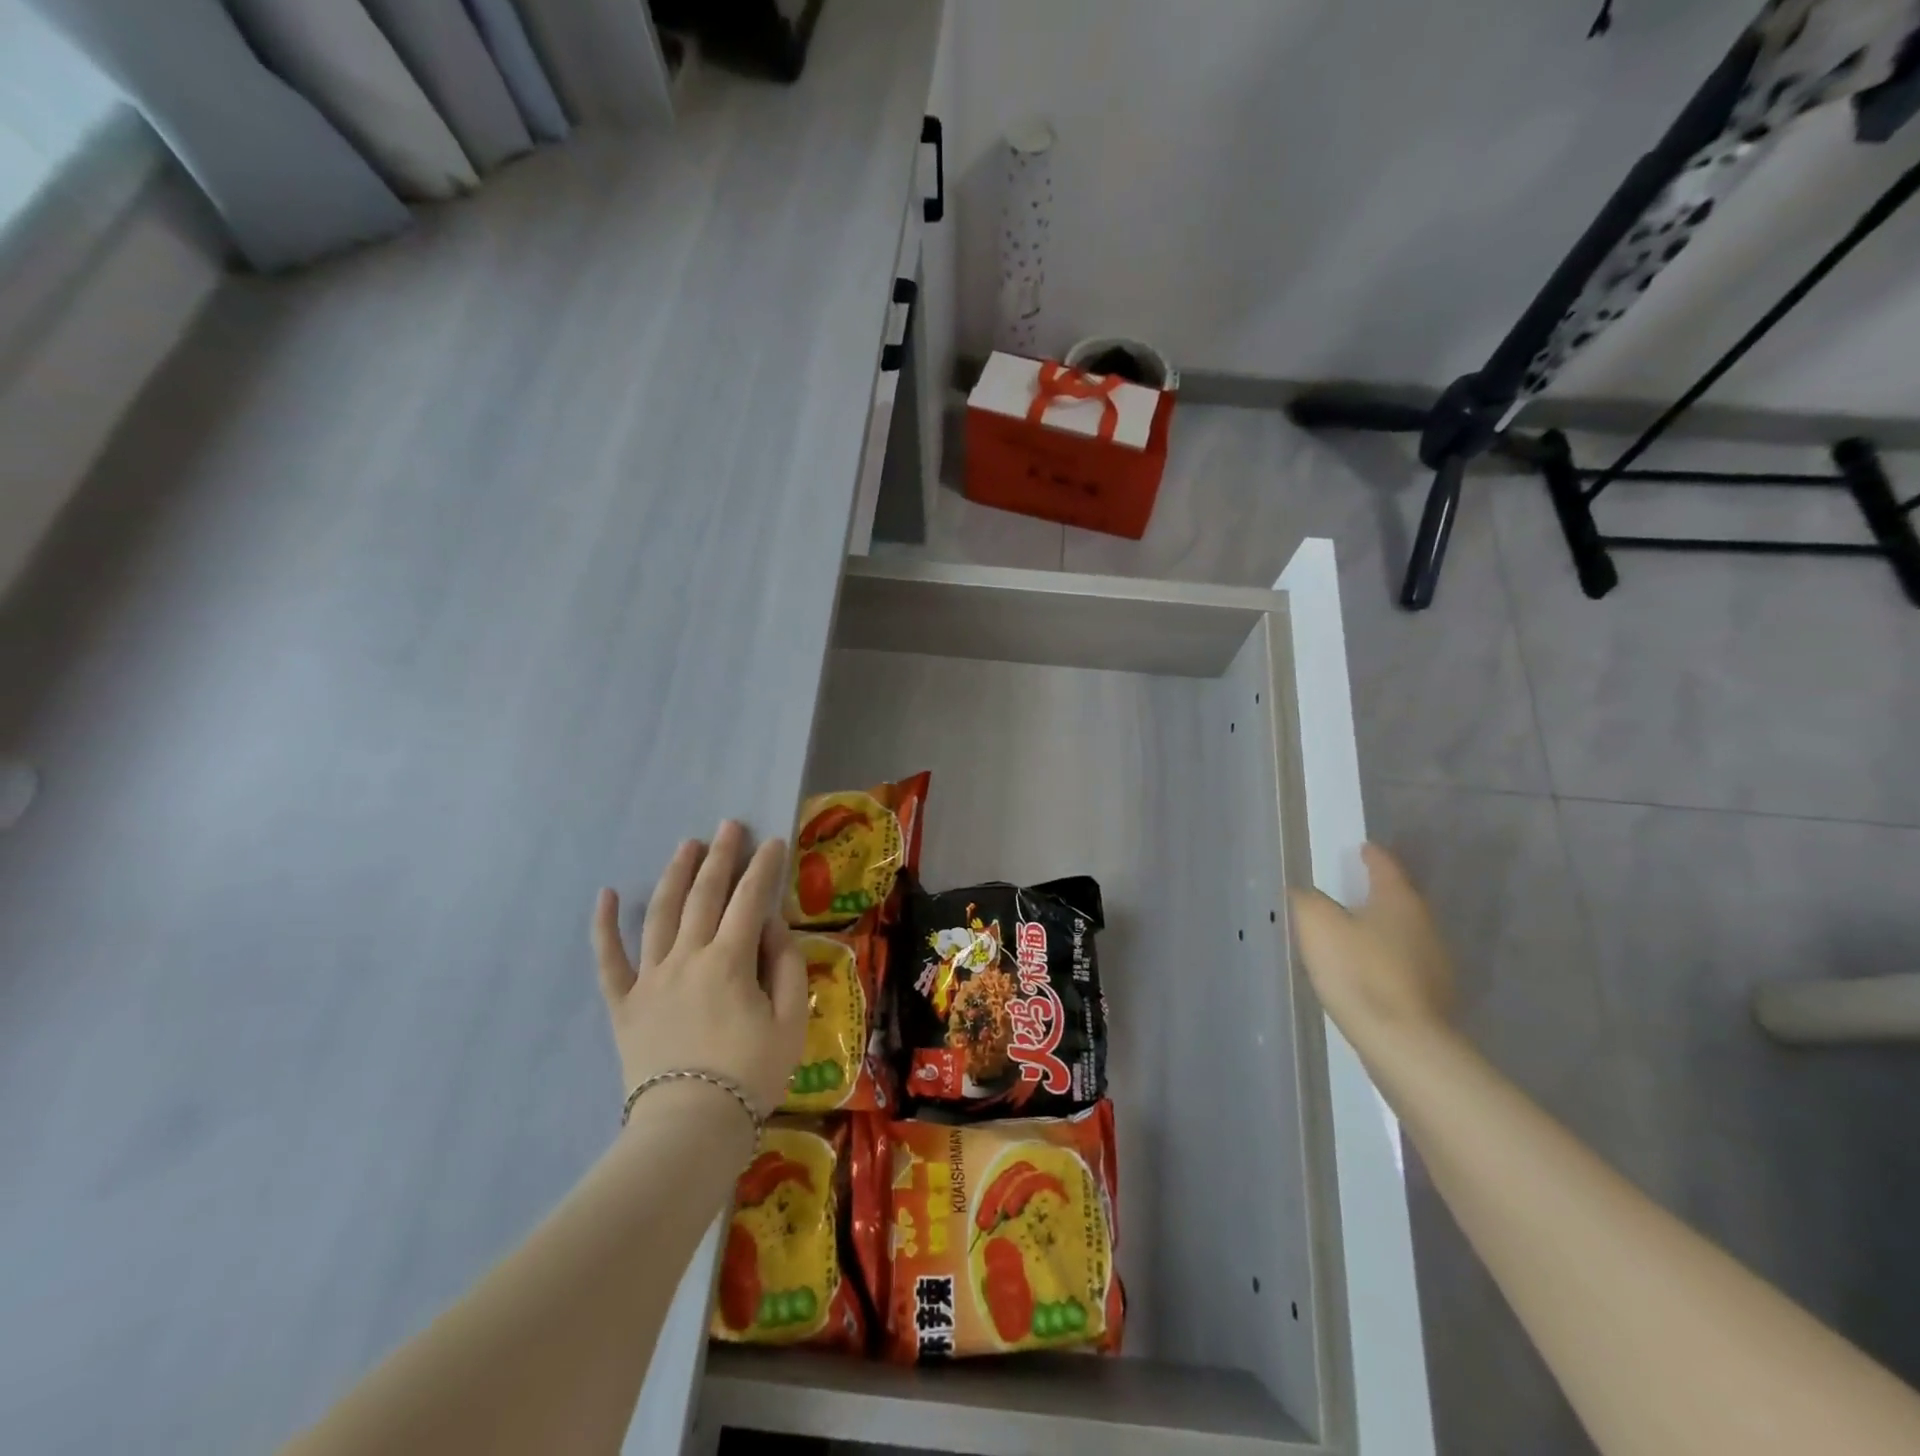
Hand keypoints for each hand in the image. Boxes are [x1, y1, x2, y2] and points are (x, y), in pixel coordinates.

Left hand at [592, 821, 808, 1119]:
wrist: (691, 1129)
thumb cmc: (751, 1074)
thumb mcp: (792, 1021)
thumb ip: (787, 966)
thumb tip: (772, 926)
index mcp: (730, 961)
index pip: (750, 900)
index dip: (764, 867)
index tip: (773, 841)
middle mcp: (687, 958)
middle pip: (704, 896)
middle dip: (720, 857)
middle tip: (728, 826)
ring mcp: (650, 979)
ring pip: (660, 914)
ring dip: (675, 875)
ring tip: (687, 846)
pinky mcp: (624, 1004)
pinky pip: (609, 960)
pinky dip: (604, 926)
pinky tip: (605, 894)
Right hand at [1288, 843, 1455, 1053]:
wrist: (1403, 1043)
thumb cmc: (1359, 971)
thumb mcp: (1317, 925)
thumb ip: (1307, 900)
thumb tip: (1305, 893)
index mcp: (1398, 900)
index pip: (1385, 866)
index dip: (1371, 855)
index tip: (1362, 848)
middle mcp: (1424, 925)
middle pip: (1398, 899)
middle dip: (1375, 894)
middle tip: (1348, 891)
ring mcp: (1434, 963)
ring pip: (1402, 933)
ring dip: (1379, 929)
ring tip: (1351, 933)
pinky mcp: (1432, 996)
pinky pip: (1403, 965)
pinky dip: (1384, 960)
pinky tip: (1365, 972)